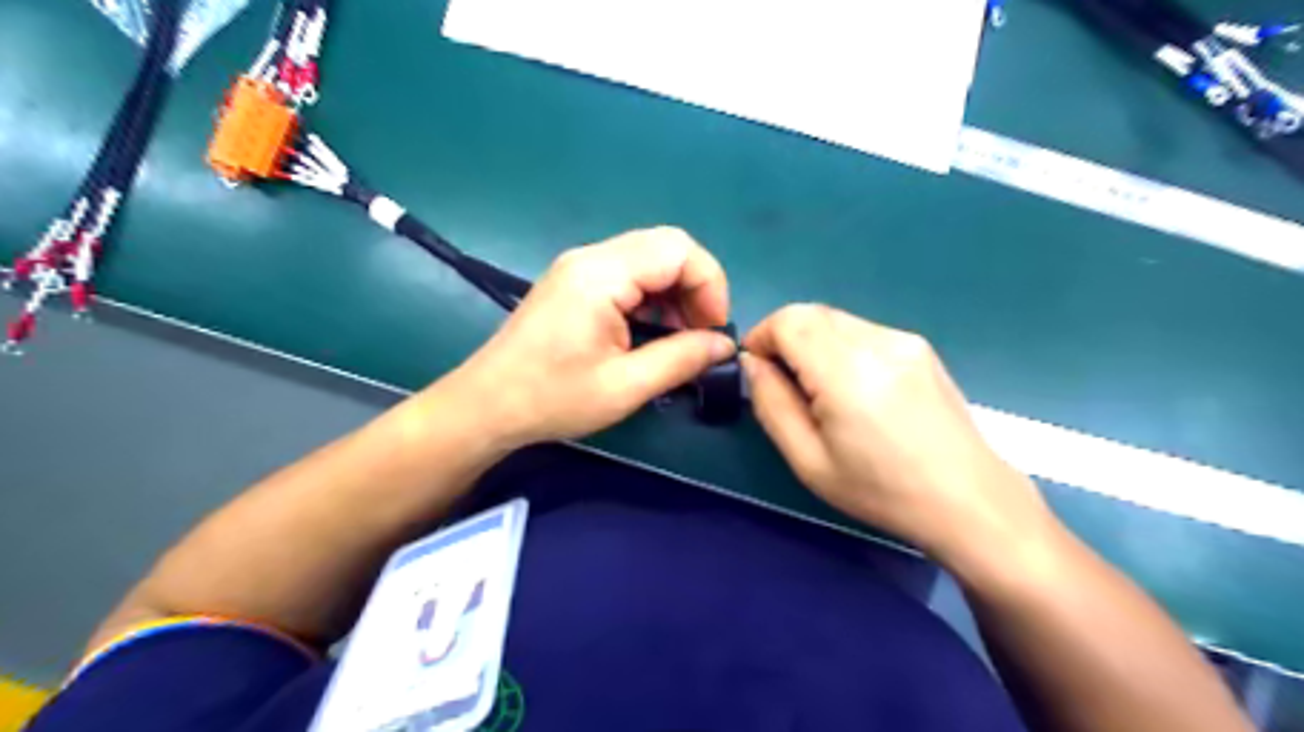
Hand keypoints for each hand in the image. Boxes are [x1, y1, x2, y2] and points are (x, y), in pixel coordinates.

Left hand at [442, 225, 731, 448]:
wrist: (486, 405)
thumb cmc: (553, 398)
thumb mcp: (625, 386)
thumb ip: (681, 359)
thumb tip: (725, 345)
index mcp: (602, 275)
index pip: (678, 249)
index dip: (709, 284)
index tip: (714, 329)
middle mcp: (591, 257)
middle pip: (666, 246)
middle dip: (696, 286)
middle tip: (701, 332)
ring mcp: (579, 266)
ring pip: (649, 258)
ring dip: (675, 291)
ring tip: (680, 337)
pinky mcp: (574, 281)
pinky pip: (628, 272)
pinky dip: (652, 296)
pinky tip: (653, 330)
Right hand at [743, 304, 1057, 571]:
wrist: (968, 499)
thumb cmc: (881, 490)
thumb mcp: (808, 460)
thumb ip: (771, 404)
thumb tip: (753, 363)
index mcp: (848, 372)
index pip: (789, 320)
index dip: (761, 336)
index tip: (756, 369)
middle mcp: (878, 341)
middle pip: (811, 313)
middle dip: (784, 338)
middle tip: (784, 383)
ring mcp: (904, 340)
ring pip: (835, 320)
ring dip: (812, 343)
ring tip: (821, 391)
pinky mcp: (919, 346)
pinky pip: (862, 331)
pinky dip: (839, 347)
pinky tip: (854, 389)